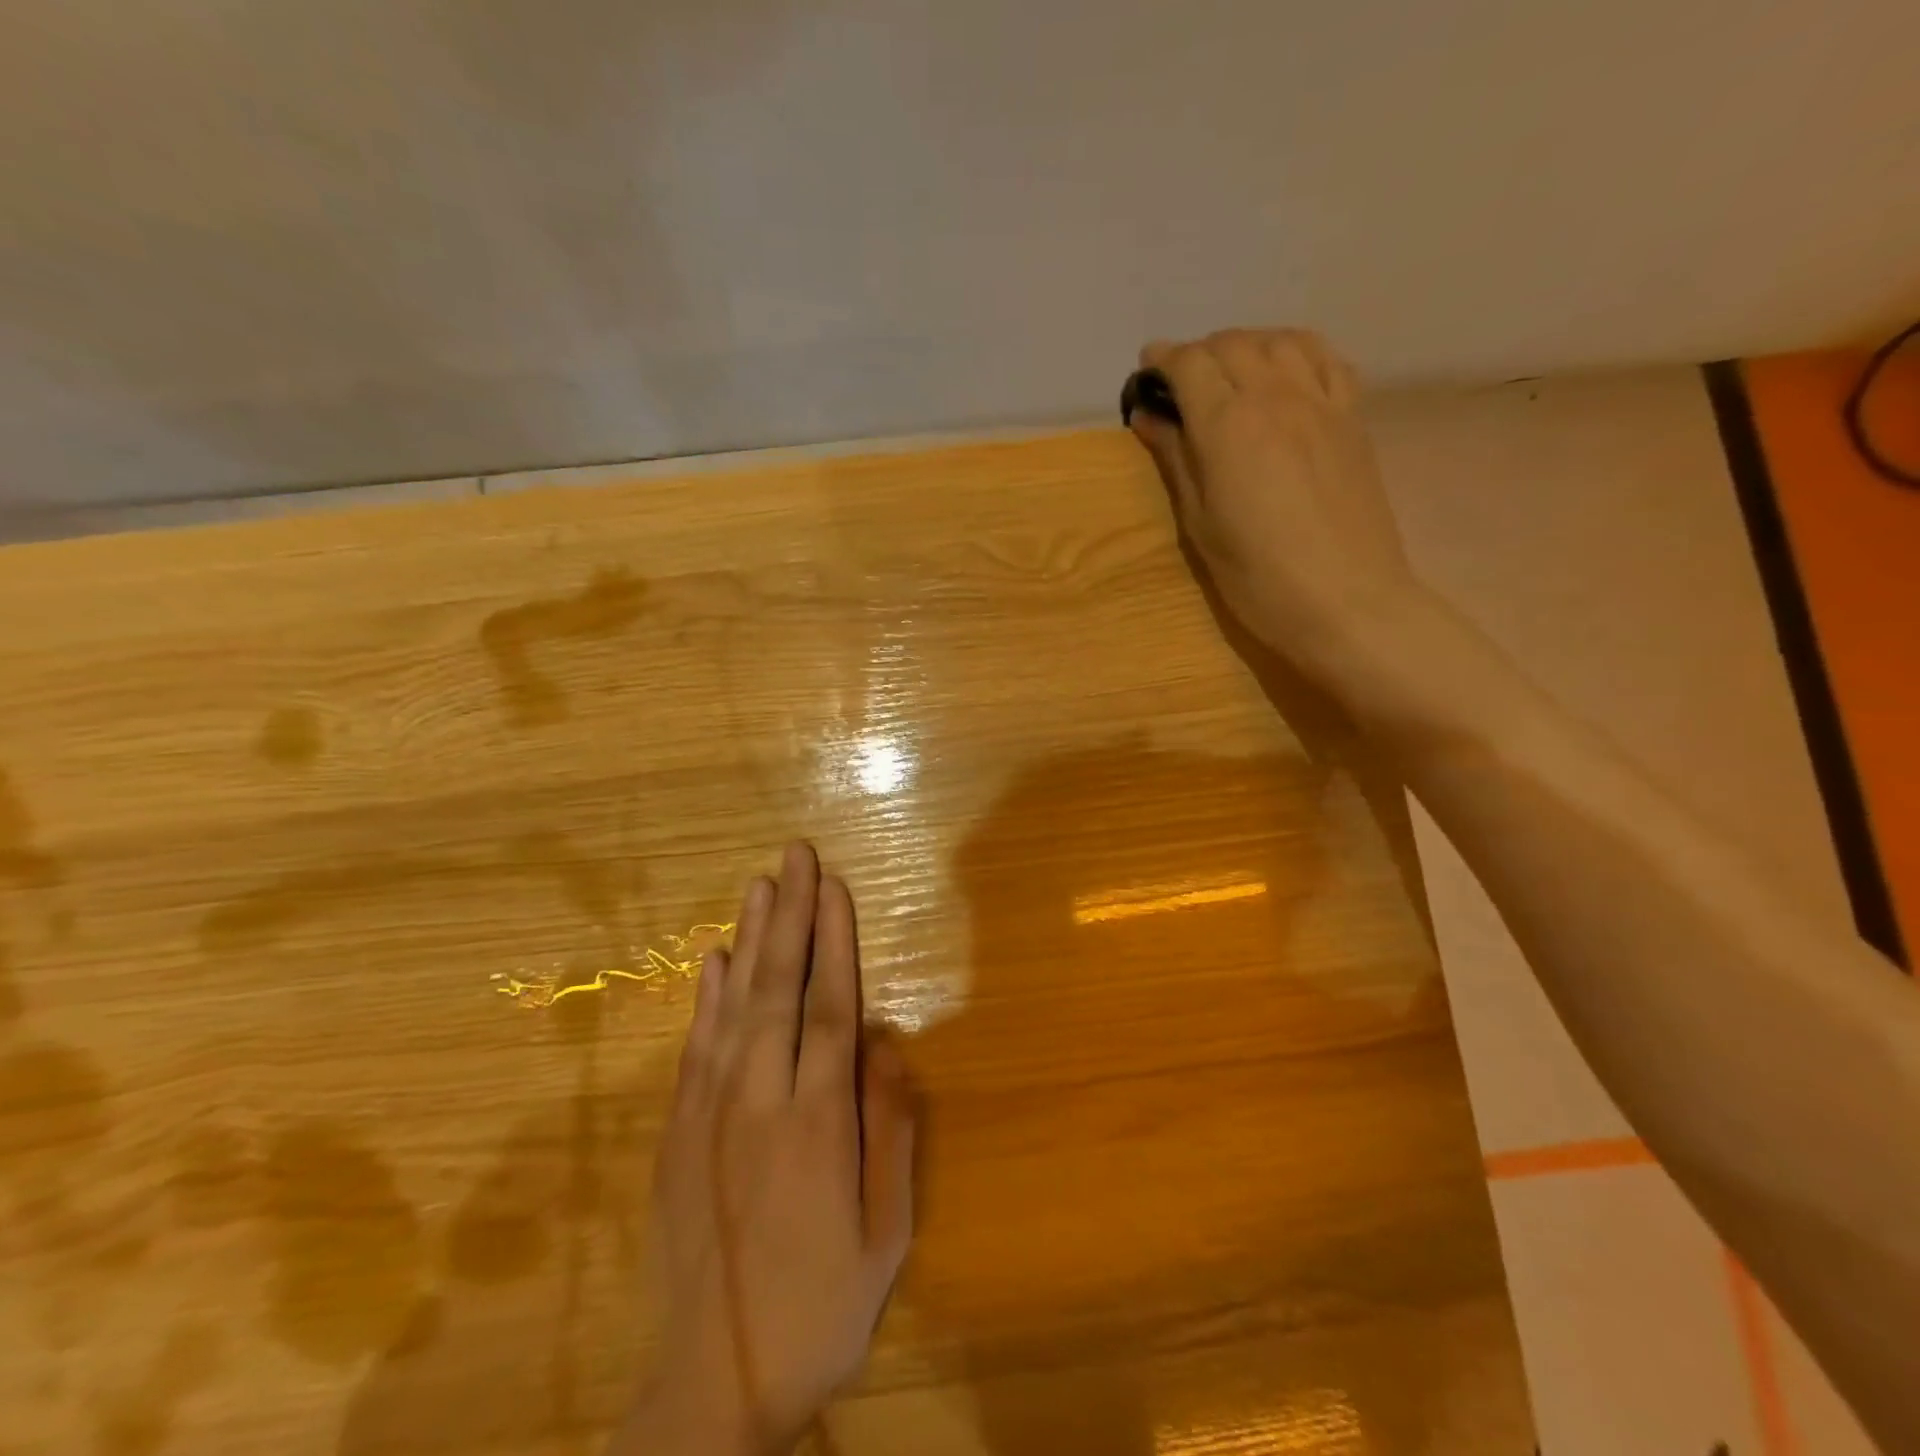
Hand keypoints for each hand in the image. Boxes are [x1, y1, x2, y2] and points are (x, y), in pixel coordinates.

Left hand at [622, 844, 917, 1455]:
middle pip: (777, 990)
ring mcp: (709, 1114)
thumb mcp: (885, 1230)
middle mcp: (758, 1101)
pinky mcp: (677, 1133)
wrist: (714, 1383)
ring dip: (749, 939)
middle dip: (790, 916)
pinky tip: (714, 960)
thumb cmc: (820, 1304)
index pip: (827, 1009)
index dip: (833, 942)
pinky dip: (706, 998)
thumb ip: (888, 1127)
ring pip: (734, 1007)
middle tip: (795, 856)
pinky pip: (695, 1048)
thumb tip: (886, 1041)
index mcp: (816, 1123)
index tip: (834, 887)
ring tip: (760, 885)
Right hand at [1130, 328, 1424, 678]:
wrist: (1346, 601)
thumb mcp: (1200, 524)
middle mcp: (1275, 396)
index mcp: (1228, 425)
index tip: (1146, 370)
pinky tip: (1285, 374)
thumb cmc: (1257, 576)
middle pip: (1233, 344)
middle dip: (1200, 353)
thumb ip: (1176, 459)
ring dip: (1247, 345)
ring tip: (1230, 373)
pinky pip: (1326, 359)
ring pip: (1281, 340)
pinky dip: (1297, 352)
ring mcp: (1321, 402)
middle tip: (1181, 384)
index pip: (1190, 365)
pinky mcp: (1352, 418)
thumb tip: (1149, 415)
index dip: (1163, 360)